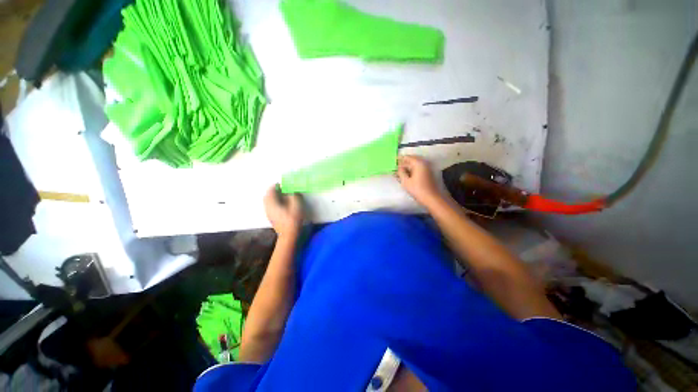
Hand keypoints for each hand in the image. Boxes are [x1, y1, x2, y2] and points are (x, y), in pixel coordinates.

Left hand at [263, 185, 303, 237]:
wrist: (289, 235)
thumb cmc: (293, 219)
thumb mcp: (296, 206)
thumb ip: (294, 196)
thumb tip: (292, 191)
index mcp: (272, 203)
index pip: (270, 190)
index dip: (276, 185)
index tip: (282, 183)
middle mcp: (268, 207)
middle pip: (267, 196)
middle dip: (273, 190)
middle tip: (282, 188)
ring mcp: (269, 213)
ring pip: (268, 201)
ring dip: (274, 196)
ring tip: (282, 195)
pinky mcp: (271, 217)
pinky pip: (270, 206)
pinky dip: (274, 202)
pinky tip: (282, 204)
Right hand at [397, 155, 442, 207]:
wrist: (431, 198)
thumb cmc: (417, 189)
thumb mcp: (405, 181)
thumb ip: (400, 172)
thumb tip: (398, 167)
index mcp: (418, 163)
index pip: (407, 157)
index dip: (399, 159)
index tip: (393, 161)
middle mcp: (423, 163)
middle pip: (411, 160)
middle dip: (403, 163)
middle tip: (395, 168)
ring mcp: (427, 168)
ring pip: (415, 165)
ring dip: (407, 168)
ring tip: (399, 173)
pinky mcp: (428, 174)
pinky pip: (418, 169)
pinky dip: (412, 170)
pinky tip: (406, 175)